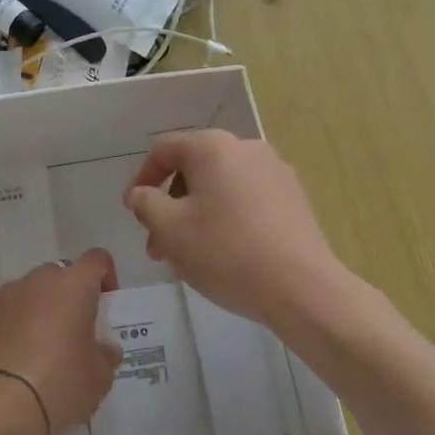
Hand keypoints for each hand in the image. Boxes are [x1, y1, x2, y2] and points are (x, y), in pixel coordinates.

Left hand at [0, 249, 121, 434]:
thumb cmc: (60, 384)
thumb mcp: (100, 377)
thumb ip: (106, 354)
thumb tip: (103, 348)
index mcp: (74, 284)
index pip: (97, 259)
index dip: (106, 277)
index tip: (105, 307)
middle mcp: (39, 279)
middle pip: (61, 275)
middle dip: (70, 297)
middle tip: (74, 333)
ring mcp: (5, 294)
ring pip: (31, 292)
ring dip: (39, 309)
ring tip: (40, 349)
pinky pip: (5, 310)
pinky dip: (12, 323)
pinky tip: (14, 356)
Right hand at [125, 130, 346, 328]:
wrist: (302, 287)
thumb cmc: (226, 252)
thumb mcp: (169, 229)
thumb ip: (145, 204)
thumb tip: (142, 194)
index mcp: (213, 147)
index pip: (164, 149)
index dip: (141, 179)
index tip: (132, 212)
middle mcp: (246, 148)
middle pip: (194, 168)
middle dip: (170, 205)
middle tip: (158, 246)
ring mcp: (275, 172)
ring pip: (221, 187)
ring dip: (196, 215)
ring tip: (188, 257)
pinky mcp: (294, 199)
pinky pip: (247, 200)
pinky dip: (226, 219)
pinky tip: (225, 255)